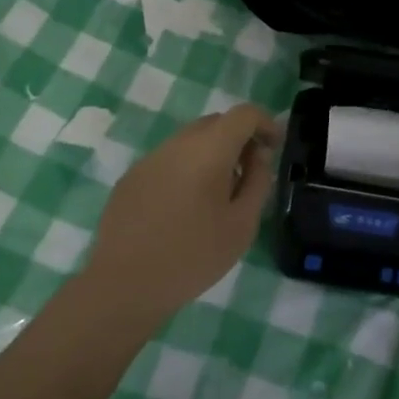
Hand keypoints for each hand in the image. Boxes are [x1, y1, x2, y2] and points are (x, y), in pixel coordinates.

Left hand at [83, 104, 281, 323]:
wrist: (125, 285)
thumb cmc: (194, 256)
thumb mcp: (242, 224)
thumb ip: (257, 182)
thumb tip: (257, 156)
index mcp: (209, 149)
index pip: (244, 113)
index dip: (265, 124)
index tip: (273, 149)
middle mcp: (177, 143)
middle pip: (216, 123)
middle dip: (238, 139)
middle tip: (248, 175)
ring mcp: (149, 159)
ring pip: (189, 141)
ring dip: (211, 155)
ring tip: (217, 196)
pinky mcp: (131, 178)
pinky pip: (168, 161)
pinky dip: (185, 170)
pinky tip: (183, 209)